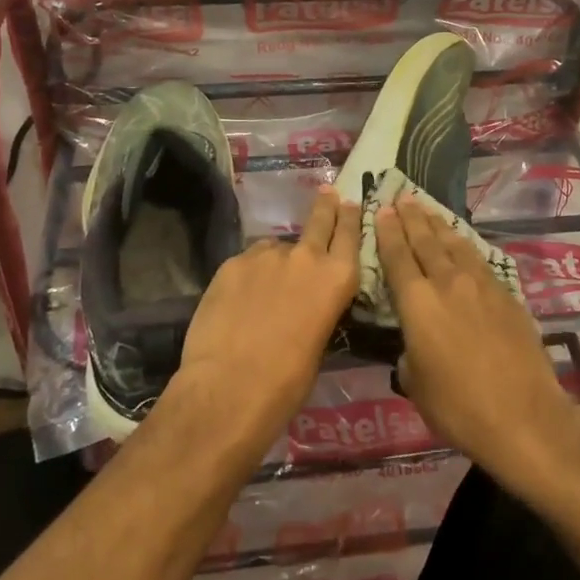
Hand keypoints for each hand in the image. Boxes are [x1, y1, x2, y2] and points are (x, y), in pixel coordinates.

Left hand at [160, 187, 360, 462]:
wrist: (229, 387)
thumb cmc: (287, 383)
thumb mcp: (319, 344)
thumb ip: (318, 310)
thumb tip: (306, 304)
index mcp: (336, 279)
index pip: (349, 234)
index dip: (349, 217)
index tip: (349, 201)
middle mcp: (305, 257)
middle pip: (318, 220)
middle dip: (325, 206)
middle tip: (327, 192)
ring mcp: (265, 256)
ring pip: (275, 248)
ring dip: (277, 259)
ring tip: (266, 286)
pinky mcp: (231, 263)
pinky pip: (246, 263)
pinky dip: (248, 275)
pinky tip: (240, 299)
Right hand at [375, 198, 578, 481]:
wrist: (524, 416)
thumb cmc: (459, 408)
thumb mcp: (416, 386)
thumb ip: (409, 356)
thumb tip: (413, 347)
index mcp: (417, 304)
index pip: (397, 258)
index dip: (388, 233)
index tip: (382, 210)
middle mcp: (447, 284)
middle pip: (426, 242)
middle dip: (411, 218)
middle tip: (402, 198)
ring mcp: (481, 286)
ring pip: (455, 245)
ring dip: (439, 225)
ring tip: (428, 209)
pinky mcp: (507, 295)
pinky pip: (479, 260)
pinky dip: (465, 246)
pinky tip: (462, 243)